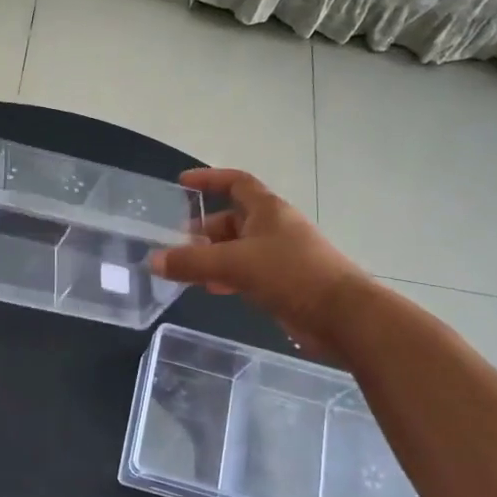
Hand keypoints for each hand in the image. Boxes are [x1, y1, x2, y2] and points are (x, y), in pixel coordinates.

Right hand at [149, 168, 376, 357]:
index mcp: (268, 210)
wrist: (343, 316)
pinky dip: (227, 276)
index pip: (235, 182)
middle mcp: (274, 228)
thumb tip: (153, 261)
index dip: (209, 179)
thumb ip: (191, 262)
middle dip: (204, 229)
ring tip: (187, 271)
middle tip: (177, 245)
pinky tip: (213, 290)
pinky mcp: (284, 282)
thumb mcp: (234, 264)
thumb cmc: (291, 275)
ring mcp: (281, 256)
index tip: (182, 183)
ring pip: (238, 248)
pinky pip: (248, 272)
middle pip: (233, 219)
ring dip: (213, 256)